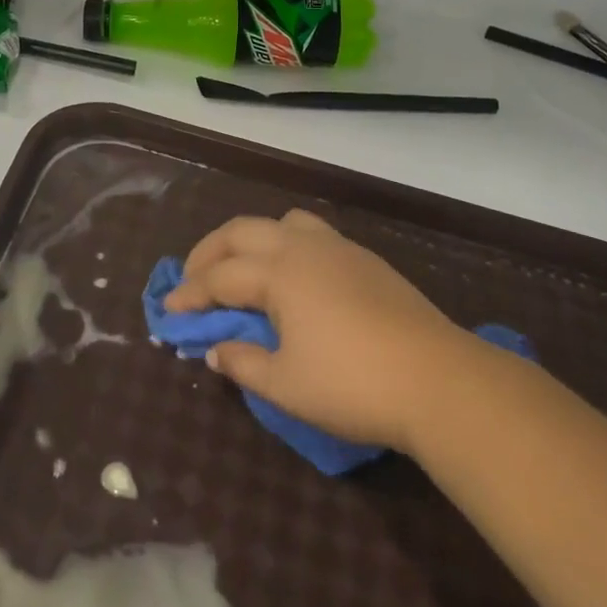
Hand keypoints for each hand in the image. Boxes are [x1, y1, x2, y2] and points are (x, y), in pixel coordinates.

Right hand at [166, 208, 487, 454]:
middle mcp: (303, 247)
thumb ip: (243, 363)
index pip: (220, 277)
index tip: (168, 311)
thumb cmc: (353, 384)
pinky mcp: (365, 260)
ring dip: (251, 239)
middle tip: (192, 278)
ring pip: (282, 222)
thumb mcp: (286, 384)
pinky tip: (292, 276)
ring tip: (242, 267)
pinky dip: (286, 243)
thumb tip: (214, 352)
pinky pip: (312, 233)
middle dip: (209, 252)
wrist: (438, 379)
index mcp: (279, 272)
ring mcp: (338, 248)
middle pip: (242, 232)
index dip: (190, 294)